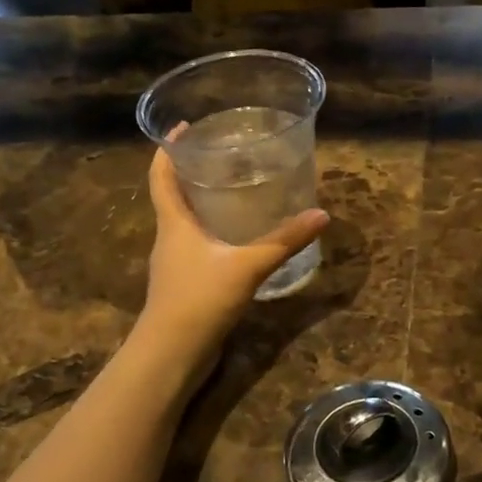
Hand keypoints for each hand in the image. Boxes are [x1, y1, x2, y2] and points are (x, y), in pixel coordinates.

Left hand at [132, 146, 328, 384]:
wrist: (172, 354)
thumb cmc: (200, 299)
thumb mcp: (248, 266)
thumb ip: (284, 241)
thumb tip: (321, 214)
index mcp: (173, 223)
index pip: (160, 175)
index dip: (168, 149)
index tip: (183, 127)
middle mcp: (169, 239)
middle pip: (174, 197)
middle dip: (194, 175)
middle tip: (226, 159)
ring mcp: (174, 265)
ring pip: (186, 226)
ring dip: (204, 207)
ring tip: (237, 194)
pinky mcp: (184, 287)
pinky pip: (197, 250)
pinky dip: (214, 237)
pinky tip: (239, 243)